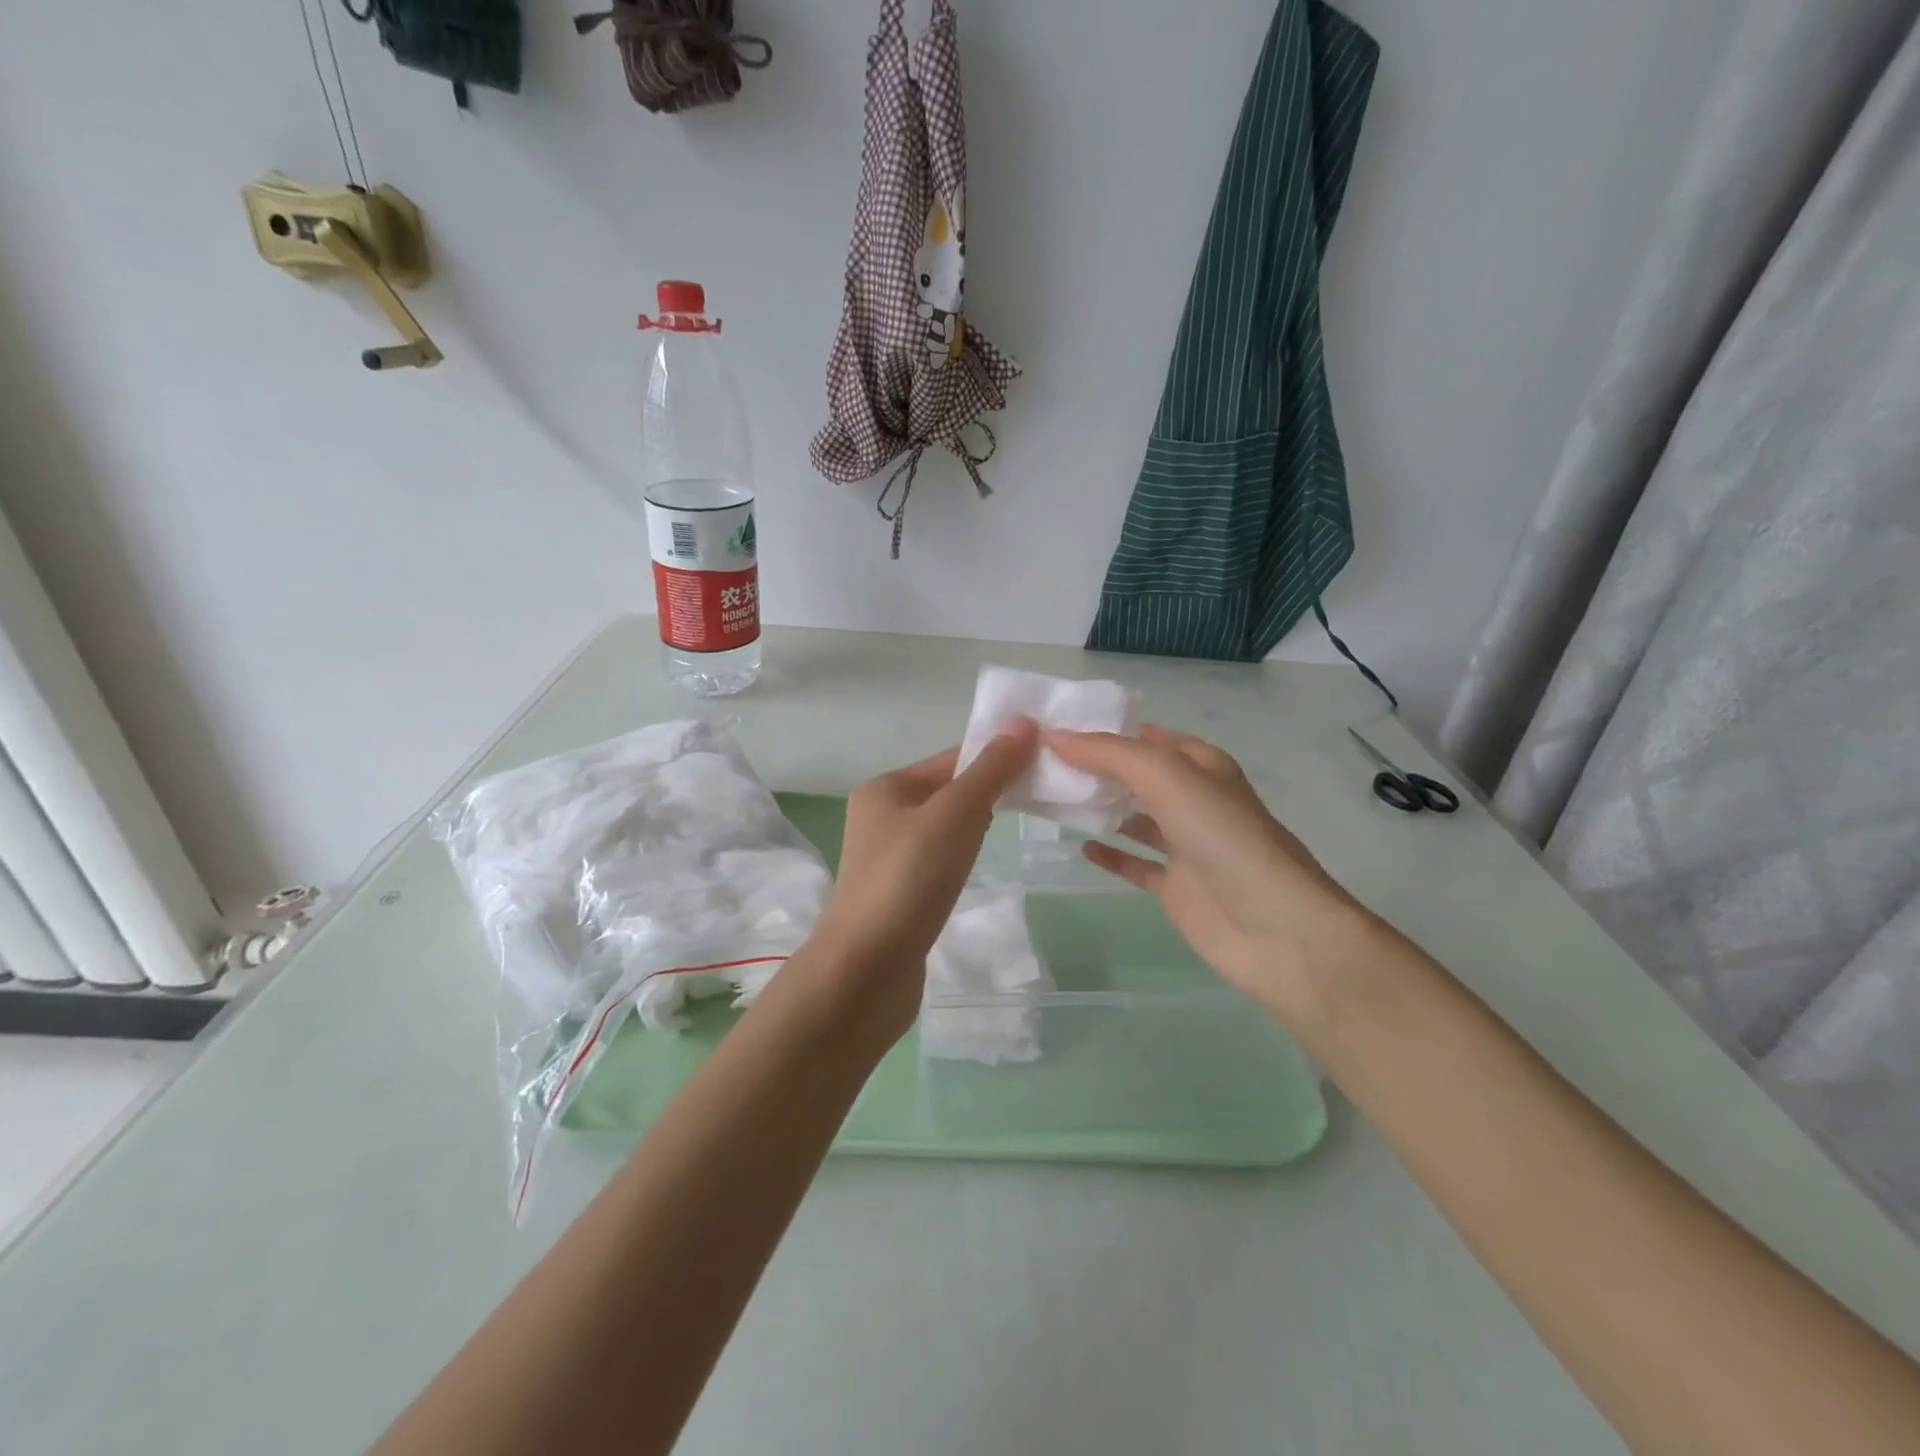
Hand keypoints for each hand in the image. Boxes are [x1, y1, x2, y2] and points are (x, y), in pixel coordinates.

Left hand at [807, 719, 1039, 1030]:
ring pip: (943, 829)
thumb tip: (1023, 722)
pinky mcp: (897, 895)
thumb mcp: (955, 814)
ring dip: (975, 827)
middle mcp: (880, 818)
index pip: (951, 760)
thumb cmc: (910, 879)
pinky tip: (975, 870)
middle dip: (989, 792)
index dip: (995, 756)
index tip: (1042, 763)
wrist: (865, 970)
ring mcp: (886, 860)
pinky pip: (937, 862)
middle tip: (1037, 798)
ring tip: (1011, 832)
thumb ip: (990, 770)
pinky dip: (961, 859)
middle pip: (947, 792)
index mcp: (885, 789)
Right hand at [1048, 725, 1379, 1015]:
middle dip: (1098, 767)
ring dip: (1101, 807)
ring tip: (1053, 797)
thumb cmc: (1223, 837)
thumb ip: (1109, 754)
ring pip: (1135, 817)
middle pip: (1139, 776)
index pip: (1148, 736)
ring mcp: (1186, 846)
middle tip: (1043, 761)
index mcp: (1201, 765)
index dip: (1108, 728)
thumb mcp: (1167, 777)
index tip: (1058, 724)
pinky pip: (1136, 864)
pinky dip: (1111, 854)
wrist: (1274, 927)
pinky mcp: (1177, 887)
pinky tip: (1081, 846)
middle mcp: (1194, 800)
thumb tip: (1054, 736)